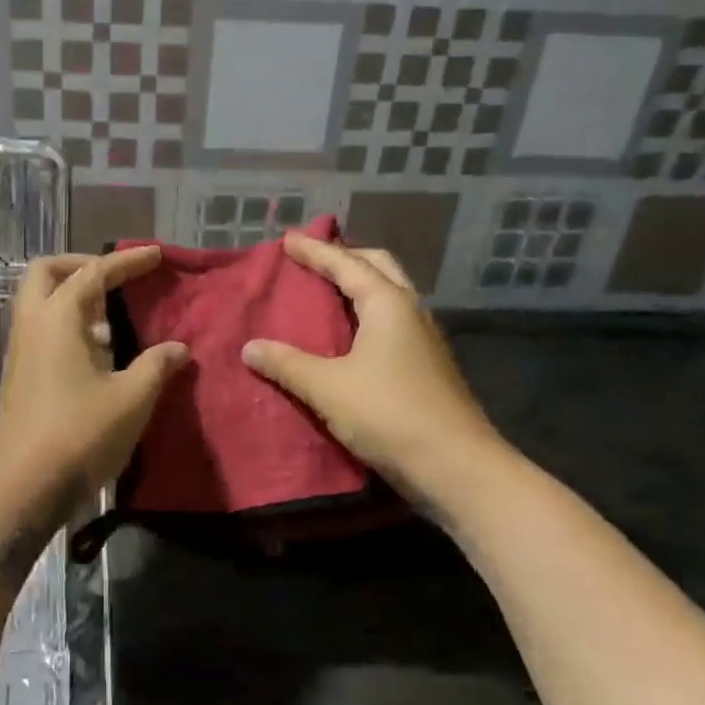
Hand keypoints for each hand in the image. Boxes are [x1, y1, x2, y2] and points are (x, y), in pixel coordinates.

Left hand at [0, 247, 188, 522]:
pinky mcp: (21, 376)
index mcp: (58, 318)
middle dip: (81, 266)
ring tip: (113, 317)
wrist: (26, 484)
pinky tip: (99, 353)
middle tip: (115, 279)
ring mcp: (21, 351)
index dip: (127, 262)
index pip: (94, 273)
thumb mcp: (132, 398)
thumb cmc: (81, 434)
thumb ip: (157, 366)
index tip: (154, 255)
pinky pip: (42, 330)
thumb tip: (177, 348)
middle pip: (47, 273)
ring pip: (40, 303)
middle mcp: (33, 325)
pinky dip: (68, 325)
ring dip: (73, 297)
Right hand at [241, 234, 500, 507]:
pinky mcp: (427, 366)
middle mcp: (411, 312)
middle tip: (315, 258)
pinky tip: (353, 335)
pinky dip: (368, 315)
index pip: (346, 264)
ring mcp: (424, 340)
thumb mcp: (327, 388)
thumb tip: (250, 347)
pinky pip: (393, 323)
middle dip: (346, 257)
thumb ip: (287, 364)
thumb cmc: (388, 414)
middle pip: (378, 267)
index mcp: (388, 304)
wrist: (454, 465)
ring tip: (330, 290)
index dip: (315, 251)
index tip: (288, 239)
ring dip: (361, 285)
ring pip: (391, 295)